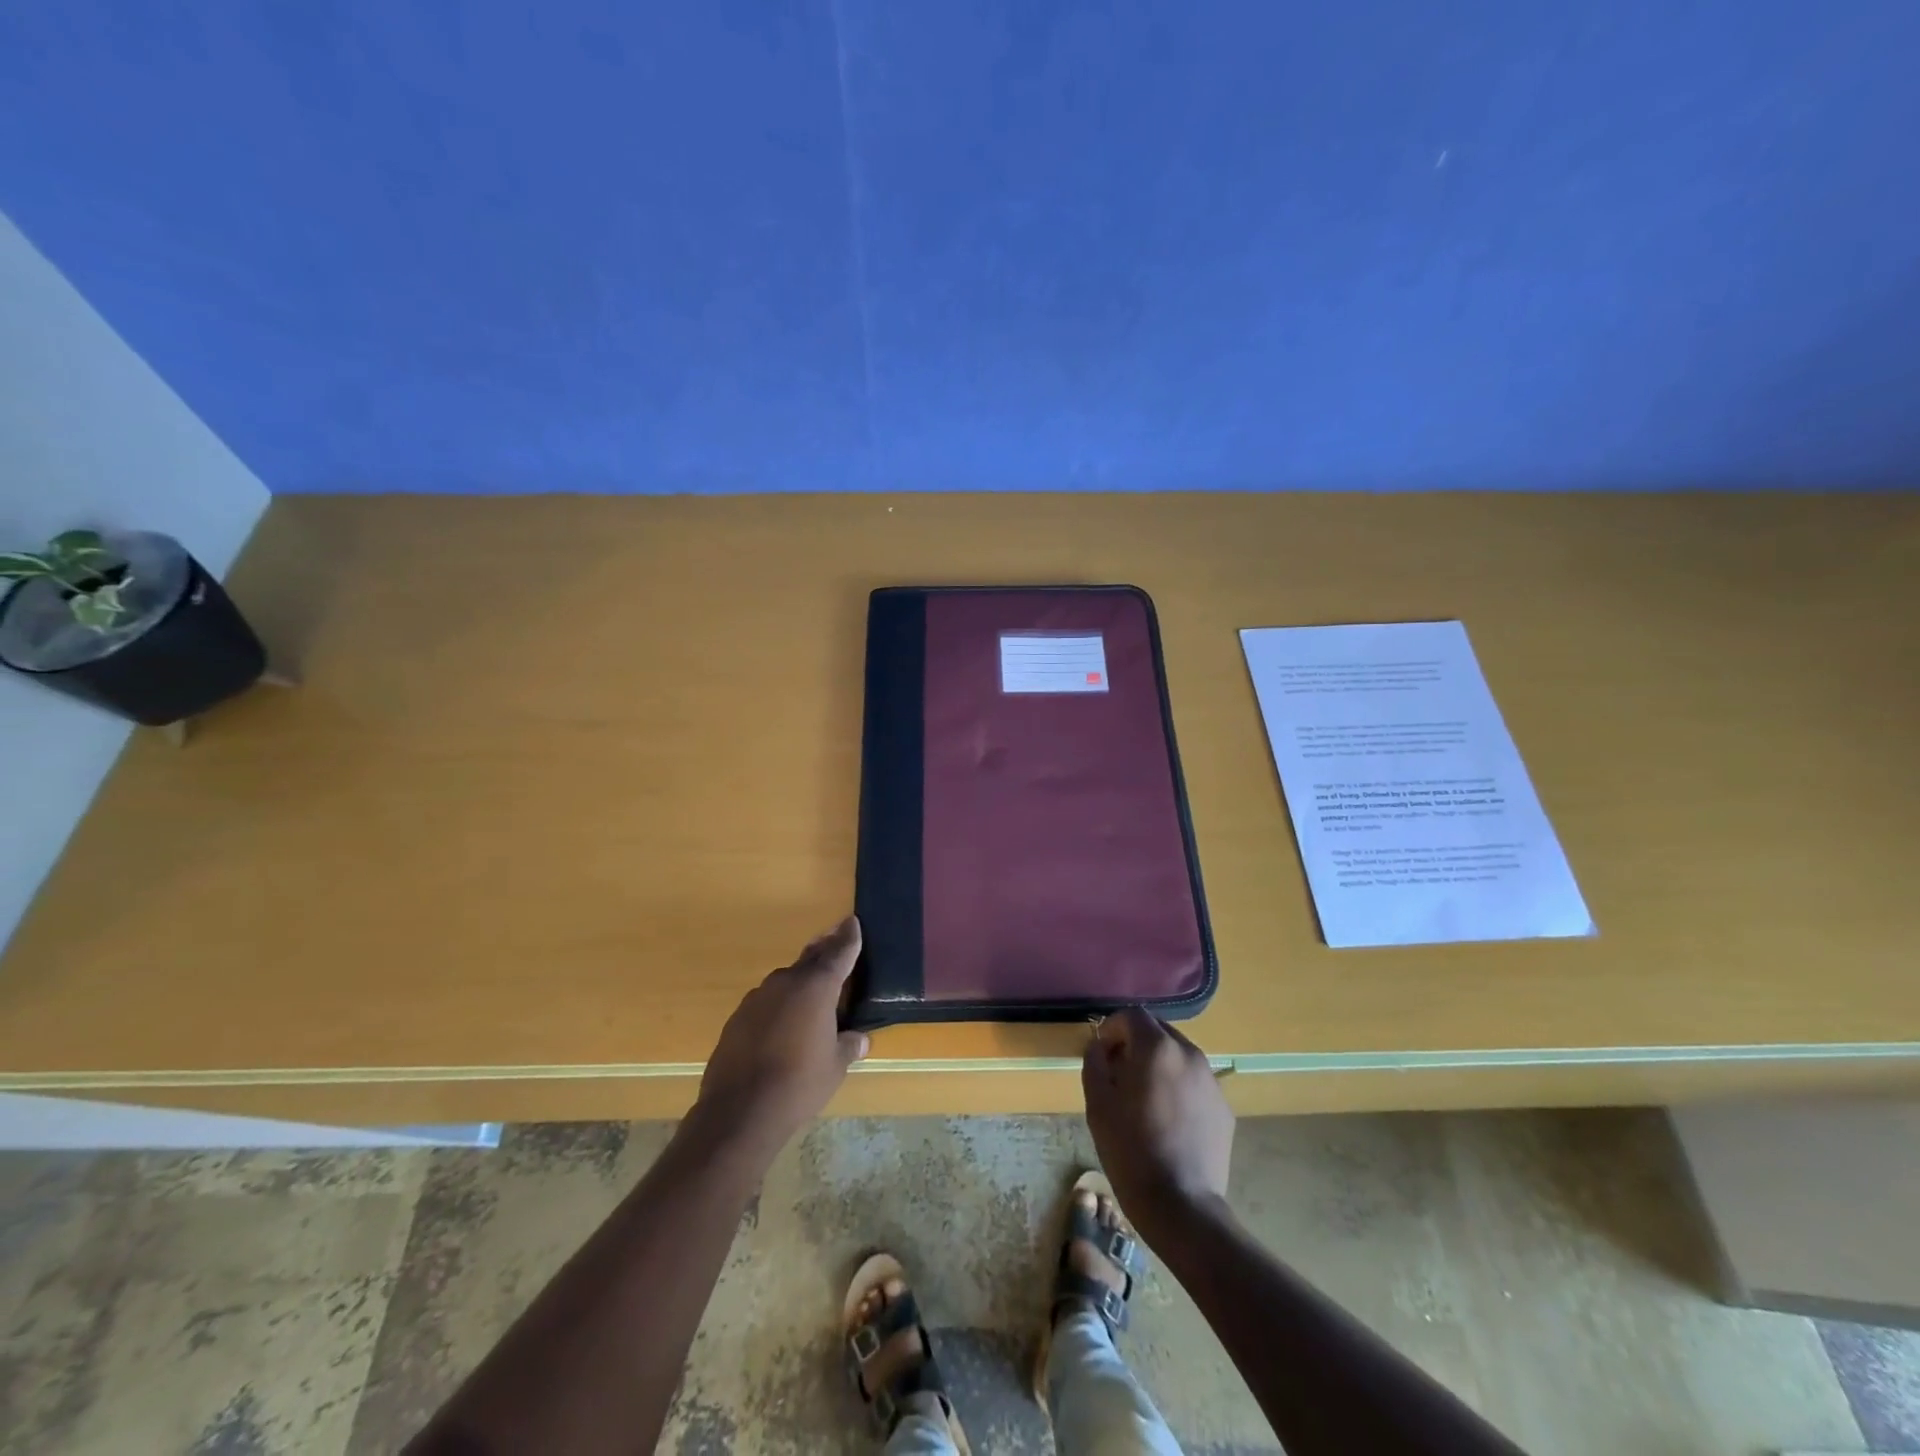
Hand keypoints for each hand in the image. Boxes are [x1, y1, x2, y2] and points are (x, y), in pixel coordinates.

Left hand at [695, 917, 869, 1153]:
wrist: (739, 1111)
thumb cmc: (799, 1083)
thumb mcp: (835, 1066)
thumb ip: (849, 1046)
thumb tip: (860, 1039)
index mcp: (817, 987)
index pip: (839, 952)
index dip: (848, 937)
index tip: (852, 921)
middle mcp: (786, 982)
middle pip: (810, 959)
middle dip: (825, 949)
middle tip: (836, 940)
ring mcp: (757, 998)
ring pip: (786, 981)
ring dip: (800, 982)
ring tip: (812, 994)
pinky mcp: (737, 1018)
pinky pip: (766, 1003)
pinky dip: (778, 1007)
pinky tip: (782, 1026)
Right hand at [1082, 1008, 1233, 1233]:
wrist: (1181, 1206)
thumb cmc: (1131, 1150)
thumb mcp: (1098, 1104)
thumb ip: (1095, 1062)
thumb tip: (1099, 1046)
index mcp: (1157, 1048)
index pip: (1132, 1015)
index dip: (1112, 1028)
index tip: (1101, 1053)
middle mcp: (1189, 1054)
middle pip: (1158, 1031)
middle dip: (1136, 1043)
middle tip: (1119, 1073)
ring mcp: (1211, 1081)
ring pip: (1178, 1056)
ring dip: (1158, 1064)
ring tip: (1143, 1097)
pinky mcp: (1223, 1108)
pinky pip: (1194, 1082)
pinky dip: (1178, 1086)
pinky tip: (1167, 1119)